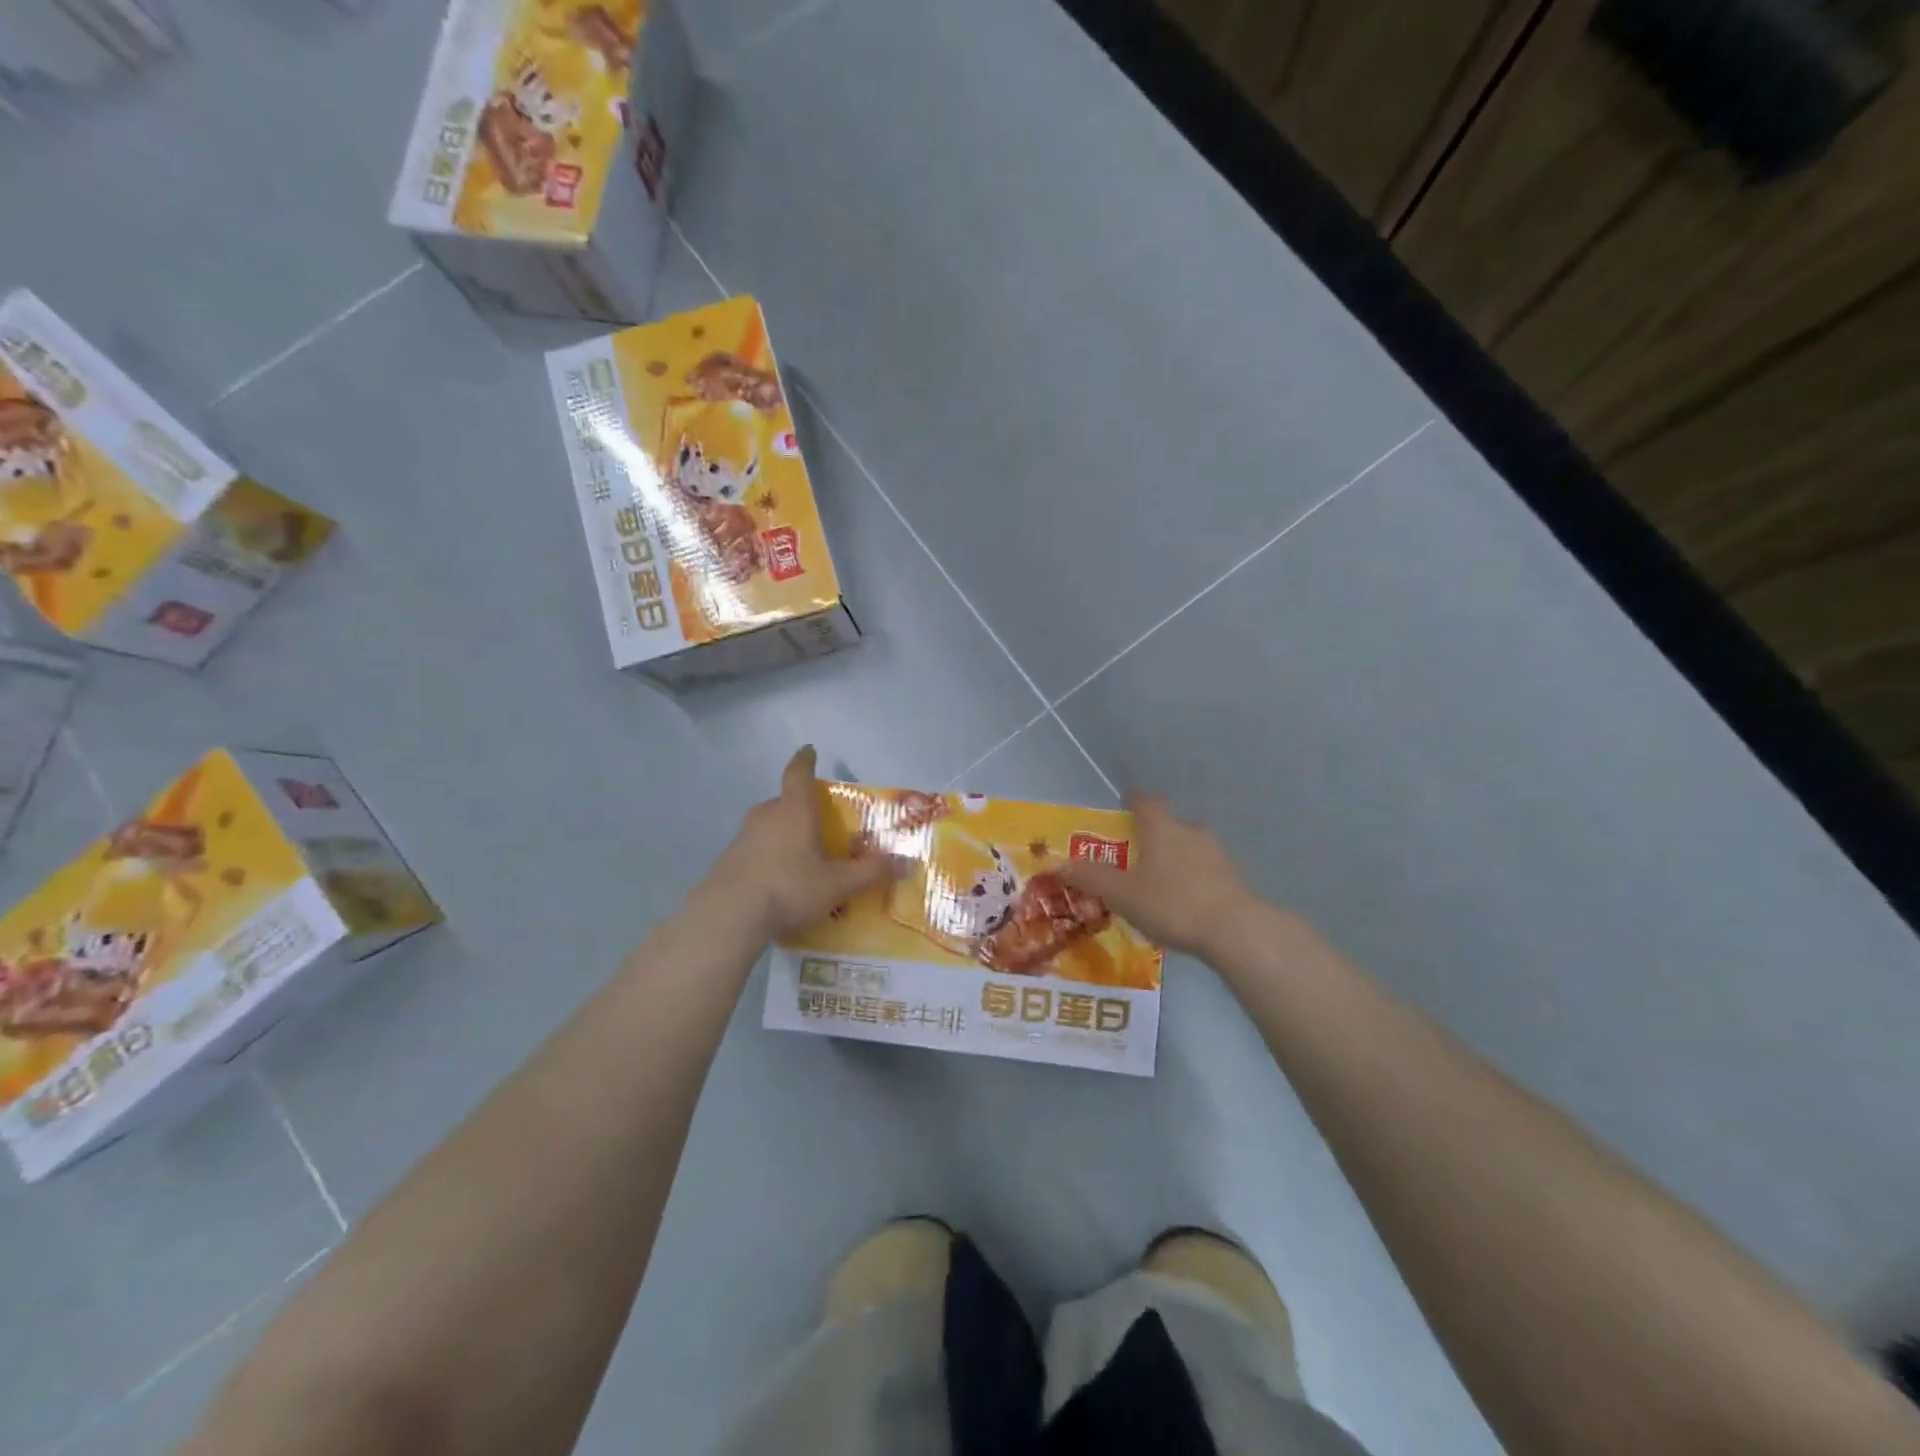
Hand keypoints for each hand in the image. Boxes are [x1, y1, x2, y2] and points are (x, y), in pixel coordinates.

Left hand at [704, 747, 895, 940]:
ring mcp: (743, 838)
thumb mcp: (838, 884)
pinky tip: (778, 882)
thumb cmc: (789, 887)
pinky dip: (768, 856)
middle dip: (799, 807)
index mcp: (794, 811)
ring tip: (800, 857)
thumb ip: (871, 872)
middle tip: (816, 823)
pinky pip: (755, 849)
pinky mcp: (728, 861)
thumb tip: (907, 862)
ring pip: (768, 826)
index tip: (809, 750)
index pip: (799, 774)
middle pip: (783, 802)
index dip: (805, 760)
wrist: (728, 916)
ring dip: (783, 834)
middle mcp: (766, 816)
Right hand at [1060, 792, 1260, 959]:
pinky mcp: (1233, 877)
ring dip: (1171, 861)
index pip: (1145, 801)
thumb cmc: (1172, 903)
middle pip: (1166, 825)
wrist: (1236, 931)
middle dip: (1149, 839)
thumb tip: (1058, 864)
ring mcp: (1216, 853)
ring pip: (1186, 848)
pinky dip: (1189, 880)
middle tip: (1131, 860)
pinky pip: (1203, 871)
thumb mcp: (1122, 894)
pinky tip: (1181, 905)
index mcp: (1161, 827)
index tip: (1122, 807)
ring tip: (1155, 887)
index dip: (1132, 801)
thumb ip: (1090, 878)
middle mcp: (1190, 831)